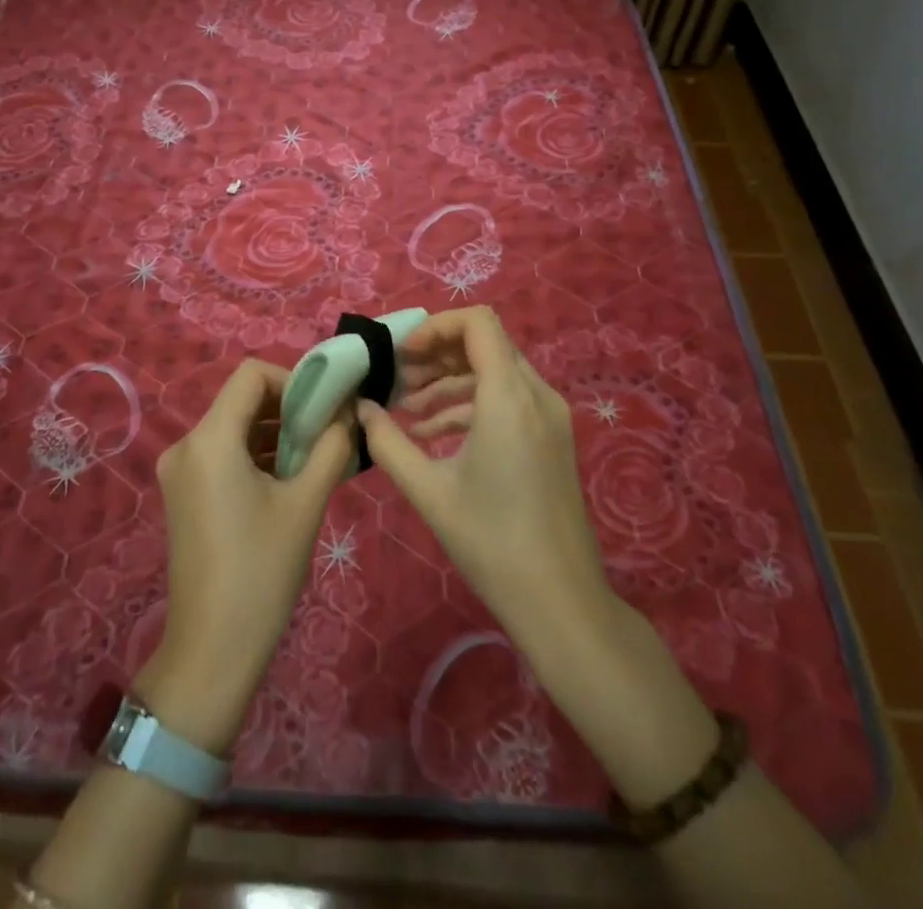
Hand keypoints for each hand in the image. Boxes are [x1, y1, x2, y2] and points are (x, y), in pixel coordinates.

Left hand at [138, 359, 352, 754]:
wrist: (212, 652)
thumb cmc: (262, 572)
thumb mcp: (306, 504)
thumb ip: (332, 447)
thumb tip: (350, 413)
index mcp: (209, 439)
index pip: (251, 374)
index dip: (293, 379)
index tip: (325, 407)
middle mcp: (186, 445)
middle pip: (241, 399)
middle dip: (288, 408)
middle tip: (327, 433)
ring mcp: (179, 471)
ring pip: (233, 427)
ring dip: (274, 432)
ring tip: (313, 460)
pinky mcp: (182, 494)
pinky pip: (222, 454)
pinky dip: (254, 455)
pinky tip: (286, 480)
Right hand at [360, 307, 612, 647]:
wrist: (561, 601)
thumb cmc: (491, 542)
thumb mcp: (428, 491)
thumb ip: (387, 442)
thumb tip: (361, 409)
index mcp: (509, 398)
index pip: (478, 323)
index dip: (435, 327)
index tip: (403, 356)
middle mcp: (536, 395)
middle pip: (485, 344)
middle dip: (438, 355)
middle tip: (399, 379)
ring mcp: (550, 417)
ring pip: (496, 372)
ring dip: (451, 381)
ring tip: (409, 409)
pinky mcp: (552, 439)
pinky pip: (509, 400)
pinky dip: (472, 404)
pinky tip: (435, 434)